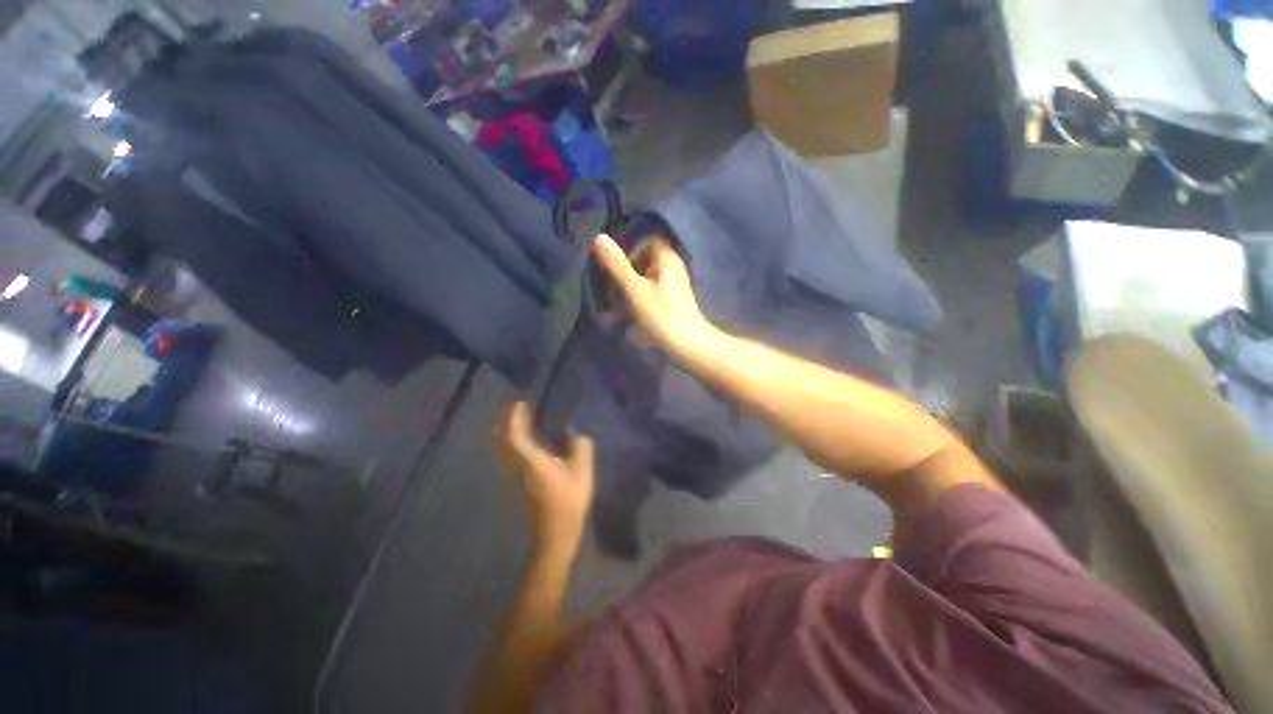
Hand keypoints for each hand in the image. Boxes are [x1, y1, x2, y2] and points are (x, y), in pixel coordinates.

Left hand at [497, 402, 594, 551]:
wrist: (554, 534)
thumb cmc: (568, 503)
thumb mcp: (582, 474)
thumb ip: (581, 449)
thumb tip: (578, 435)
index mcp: (532, 461)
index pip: (515, 435)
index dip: (514, 417)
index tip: (519, 402)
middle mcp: (518, 466)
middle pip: (503, 440)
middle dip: (506, 421)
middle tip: (516, 407)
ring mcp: (515, 475)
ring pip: (504, 448)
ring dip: (508, 431)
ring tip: (520, 419)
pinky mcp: (517, 482)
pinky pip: (509, 455)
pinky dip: (512, 442)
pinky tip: (525, 440)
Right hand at [592, 234, 716, 359]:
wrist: (688, 346)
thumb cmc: (662, 315)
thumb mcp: (635, 289)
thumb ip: (617, 265)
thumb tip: (599, 237)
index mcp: (666, 259)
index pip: (647, 240)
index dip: (628, 248)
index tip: (613, 264)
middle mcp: (671, 268)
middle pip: (643, 261)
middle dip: (622, 274)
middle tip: (606, 289)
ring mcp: (671, 287)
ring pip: (643, 280)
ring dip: (625, 291)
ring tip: (609, 309)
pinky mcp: (669, 303)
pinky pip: (647, 295)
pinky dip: (633, 302)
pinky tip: (620, 318)